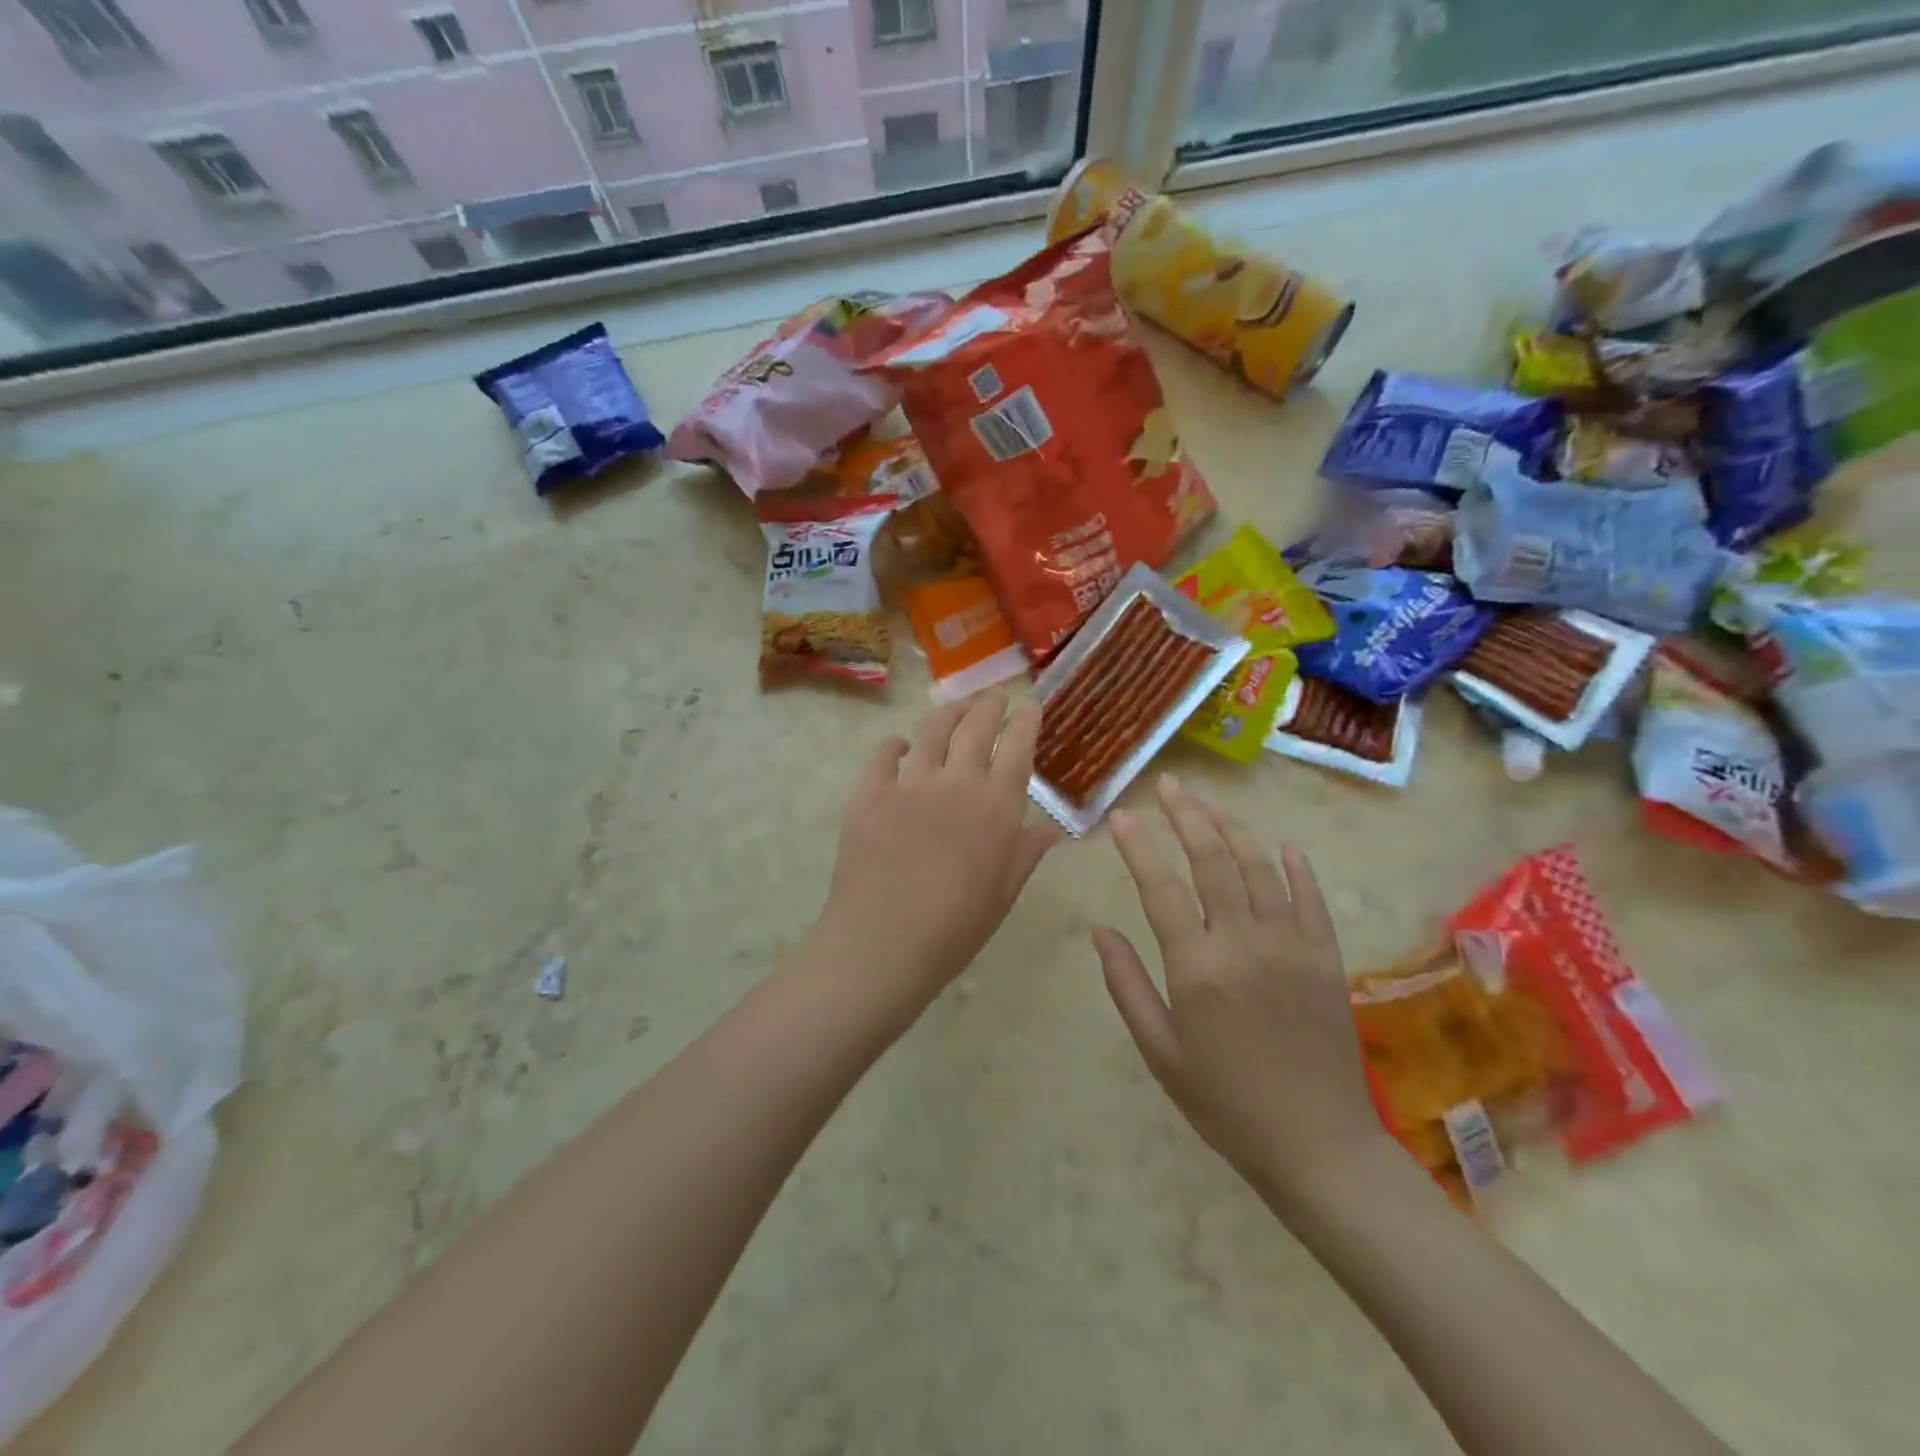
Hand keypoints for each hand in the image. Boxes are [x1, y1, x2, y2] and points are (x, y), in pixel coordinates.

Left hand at [814, 691, 1060, 1022]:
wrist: (882, 945)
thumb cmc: (954, 930)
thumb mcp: (1002, 895)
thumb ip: (1026, 853)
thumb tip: (1052, 829)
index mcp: (997, 807)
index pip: (1017, 748)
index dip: (1025, 722)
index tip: (1029, 706)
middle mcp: (956, 782)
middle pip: (976, 727)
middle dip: (988, 706)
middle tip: (994, 697)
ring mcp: (909, 783)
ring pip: (931, 731)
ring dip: (948, 713)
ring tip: (955, 707)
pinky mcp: (869, 793)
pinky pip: (884, 755)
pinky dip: (895, 745)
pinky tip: (900, 746)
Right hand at [1094, 775, 1390, 1214]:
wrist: (1317, 1145)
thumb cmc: (1224, 1102)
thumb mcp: (1160, 1051)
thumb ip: (1127, 985)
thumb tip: (1099, 930)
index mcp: (1197, 967)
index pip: (1160, 888)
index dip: (1139, 847)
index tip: (1122, 815)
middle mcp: (1244, 942)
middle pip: (1212, 862)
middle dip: (1186, 817)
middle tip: (1169, 785)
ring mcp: (1291, 945)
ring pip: (1258, 869)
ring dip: (1231, 829)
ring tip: (1208, 802)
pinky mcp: (1326, 957)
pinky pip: (1310, 899)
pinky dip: (1295, 868)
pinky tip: (1281, 845)